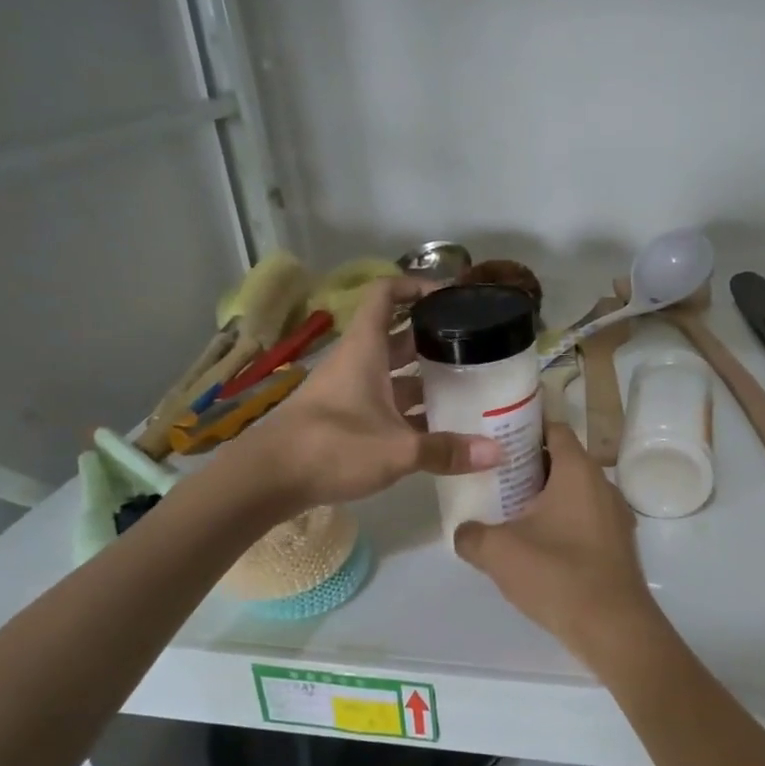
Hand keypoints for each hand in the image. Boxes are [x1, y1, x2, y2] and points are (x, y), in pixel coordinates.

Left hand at [231, 277, 501, 509]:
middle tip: (473, 347)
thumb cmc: (331, 447)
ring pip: (392, 374)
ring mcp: (348, 392)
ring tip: (465, 386)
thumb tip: (498, 452)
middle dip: (432, 337)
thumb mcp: (396, 450)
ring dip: (423, 378)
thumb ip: (446, 450)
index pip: (385, 295)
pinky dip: (409, 410)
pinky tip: (437, 428)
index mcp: (365, 350)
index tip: (449, 295)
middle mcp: (356, 364)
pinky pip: (384, 403)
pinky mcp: (343, 420)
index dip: (415, 286)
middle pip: (397, 336)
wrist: (266, 480)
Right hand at [454, 424, 663, 669]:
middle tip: (494, 477)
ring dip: (546, 497)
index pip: (554, 428)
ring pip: (574, 492)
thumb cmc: (557, 575)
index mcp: (578, 471)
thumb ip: (471, 535)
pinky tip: (538, 546)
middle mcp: (602, 484)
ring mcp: (615, 515)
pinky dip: (562, 522)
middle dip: (529, 466)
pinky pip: (585, 519)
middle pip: (563, 460)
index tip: (496, 436)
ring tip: (510, 512)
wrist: (613, 627)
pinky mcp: (618, 544)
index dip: (525, 428)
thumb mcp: (499, 552)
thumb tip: (464, 531)